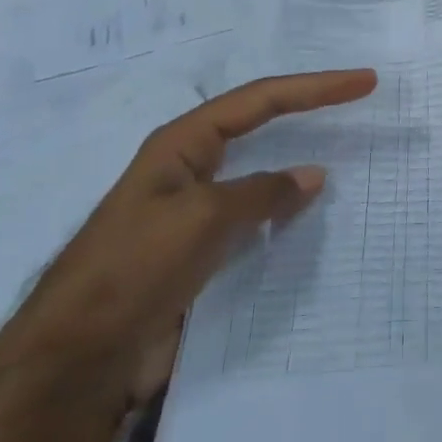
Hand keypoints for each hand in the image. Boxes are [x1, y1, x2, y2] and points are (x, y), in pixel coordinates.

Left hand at [8, 69, 376, 401]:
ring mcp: (196, 208)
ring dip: (299, 161)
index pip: (261, 99)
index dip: (315, 87)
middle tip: (359, 100)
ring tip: (347, 154)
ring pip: (260, 171)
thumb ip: (262, 192)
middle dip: (309, 109)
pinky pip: (255, 215)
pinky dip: (286, 209)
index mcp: (183, 143)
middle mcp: (191, 166)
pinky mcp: (201, 248)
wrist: (77, 359)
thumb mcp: (202, 218)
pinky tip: (311, 216)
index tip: (364, 82)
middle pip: (261, 123)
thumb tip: (313, 176)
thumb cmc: (135, 269)